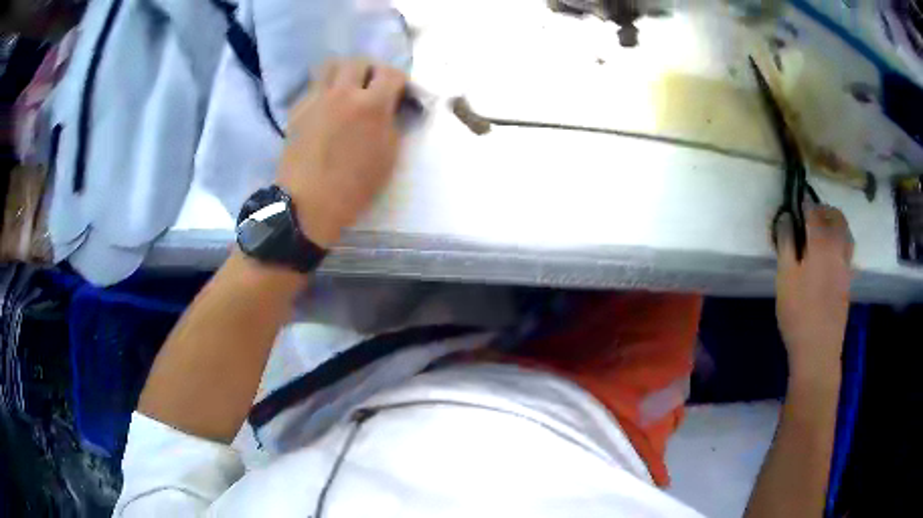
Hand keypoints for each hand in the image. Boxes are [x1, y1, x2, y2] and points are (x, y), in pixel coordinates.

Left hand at [277, 59, 407, 247]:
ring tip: (347, 87)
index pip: (391, 73)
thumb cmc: (354, 186)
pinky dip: (324, 88)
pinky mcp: (298, 109)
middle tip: (372, 87)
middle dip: (371, 70)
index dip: (399, 80)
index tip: (399, 92)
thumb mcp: (388, 157)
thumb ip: (392, 123)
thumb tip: (390, 107)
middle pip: (359, 61)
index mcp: (371, 105)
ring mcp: (316, 99)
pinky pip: (313, 85)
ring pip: (331, 65)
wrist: (308, 203)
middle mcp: (343, 93)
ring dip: (344, 71)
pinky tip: (326, 107)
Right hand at [775, 205, 853, 384]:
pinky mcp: (848, 282)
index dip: (805, 203)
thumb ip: (786, 243)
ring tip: (823, 231)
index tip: (797, 200)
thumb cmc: (798, 313)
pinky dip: (840, 242)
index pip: (815, 212)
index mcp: (822, 243)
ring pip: (846, 233)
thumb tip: (787, 217)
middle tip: (811, 214)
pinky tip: (830, 255)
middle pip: (837, 218)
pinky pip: (848, 251)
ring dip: (836, 224)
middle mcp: (839, 249)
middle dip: (825, 209)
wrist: (818, 350)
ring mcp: (846, 266)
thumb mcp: (785, 277)